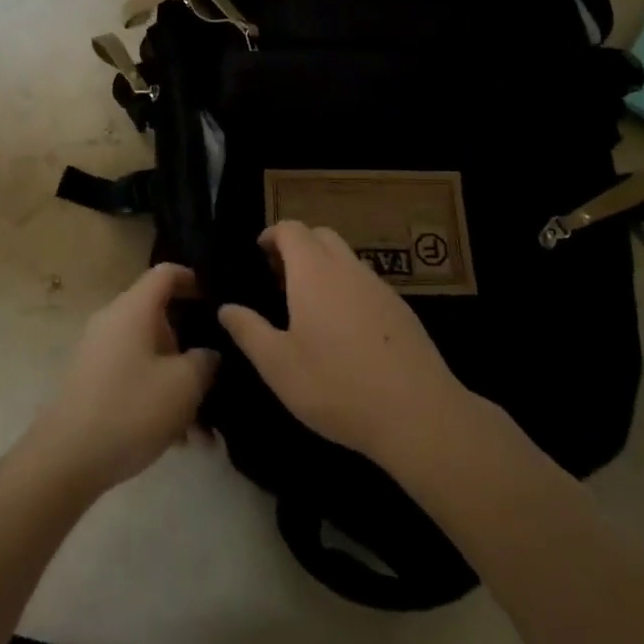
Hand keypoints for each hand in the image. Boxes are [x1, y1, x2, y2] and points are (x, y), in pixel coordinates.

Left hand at [24, 264, 218, 497]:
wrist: (66, 457)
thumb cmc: (131, 408)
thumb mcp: (184, 385)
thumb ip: (205, 362)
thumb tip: (207, 354)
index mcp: (133, 308)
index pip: (165, 274)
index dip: (192, 279)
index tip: (215, 298)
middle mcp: (113, 321)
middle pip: (159, 320)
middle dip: (189, 350)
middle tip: (214, 379)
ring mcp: (98, 352)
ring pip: (148, 356)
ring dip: (176, 385)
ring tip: (201, 431)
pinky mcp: (90, 381)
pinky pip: (132, 377)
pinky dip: (155, 398)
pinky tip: (176, 441)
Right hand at [219, 221, 466, 464]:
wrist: (418, 414)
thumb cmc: (336, 386)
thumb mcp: (278, 365)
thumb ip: (249, 331)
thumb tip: (226, 308)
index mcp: (314, 272)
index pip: (292, 230)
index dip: (273, 234)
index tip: (259, 253)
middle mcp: (347, 268)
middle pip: (321, 236)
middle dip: (298, 245)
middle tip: (279, 277)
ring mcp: (379, 287)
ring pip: (346, 258)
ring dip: (324, 266)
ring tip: (308, 304)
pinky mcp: (402, 310)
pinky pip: (366, 282)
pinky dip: (347, 288)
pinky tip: (344, 329)